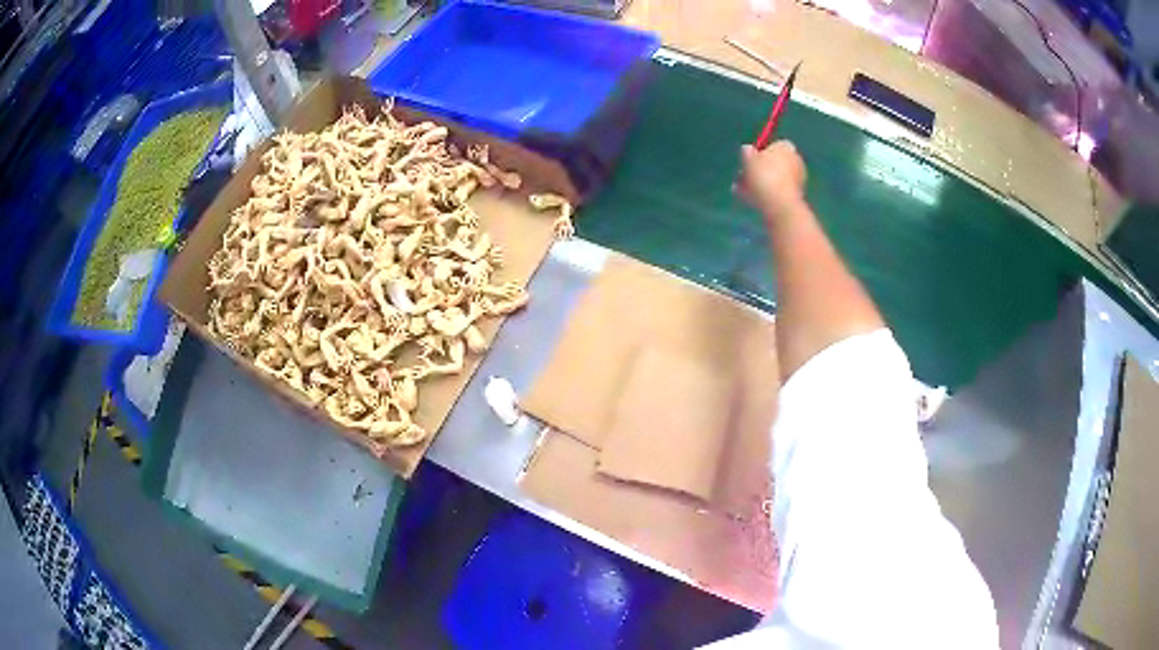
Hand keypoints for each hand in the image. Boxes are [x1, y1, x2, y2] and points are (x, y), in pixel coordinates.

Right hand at [735, 141, 806, 220]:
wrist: (779, 204)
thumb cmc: (763, 176)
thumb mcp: (748, 159)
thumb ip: (746, 152)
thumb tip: (748, 149)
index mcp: (786, 147)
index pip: (773, 145)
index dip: (760, 152)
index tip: (749, 160)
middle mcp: (795, 160)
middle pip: (774, 162)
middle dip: (759, 169)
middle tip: (743, 176)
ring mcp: (798, 178)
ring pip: (774, 178)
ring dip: (760, 183)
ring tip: (742, 190)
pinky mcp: (797, 195)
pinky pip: (778, 191)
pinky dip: (767, 194)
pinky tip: (751, 200)